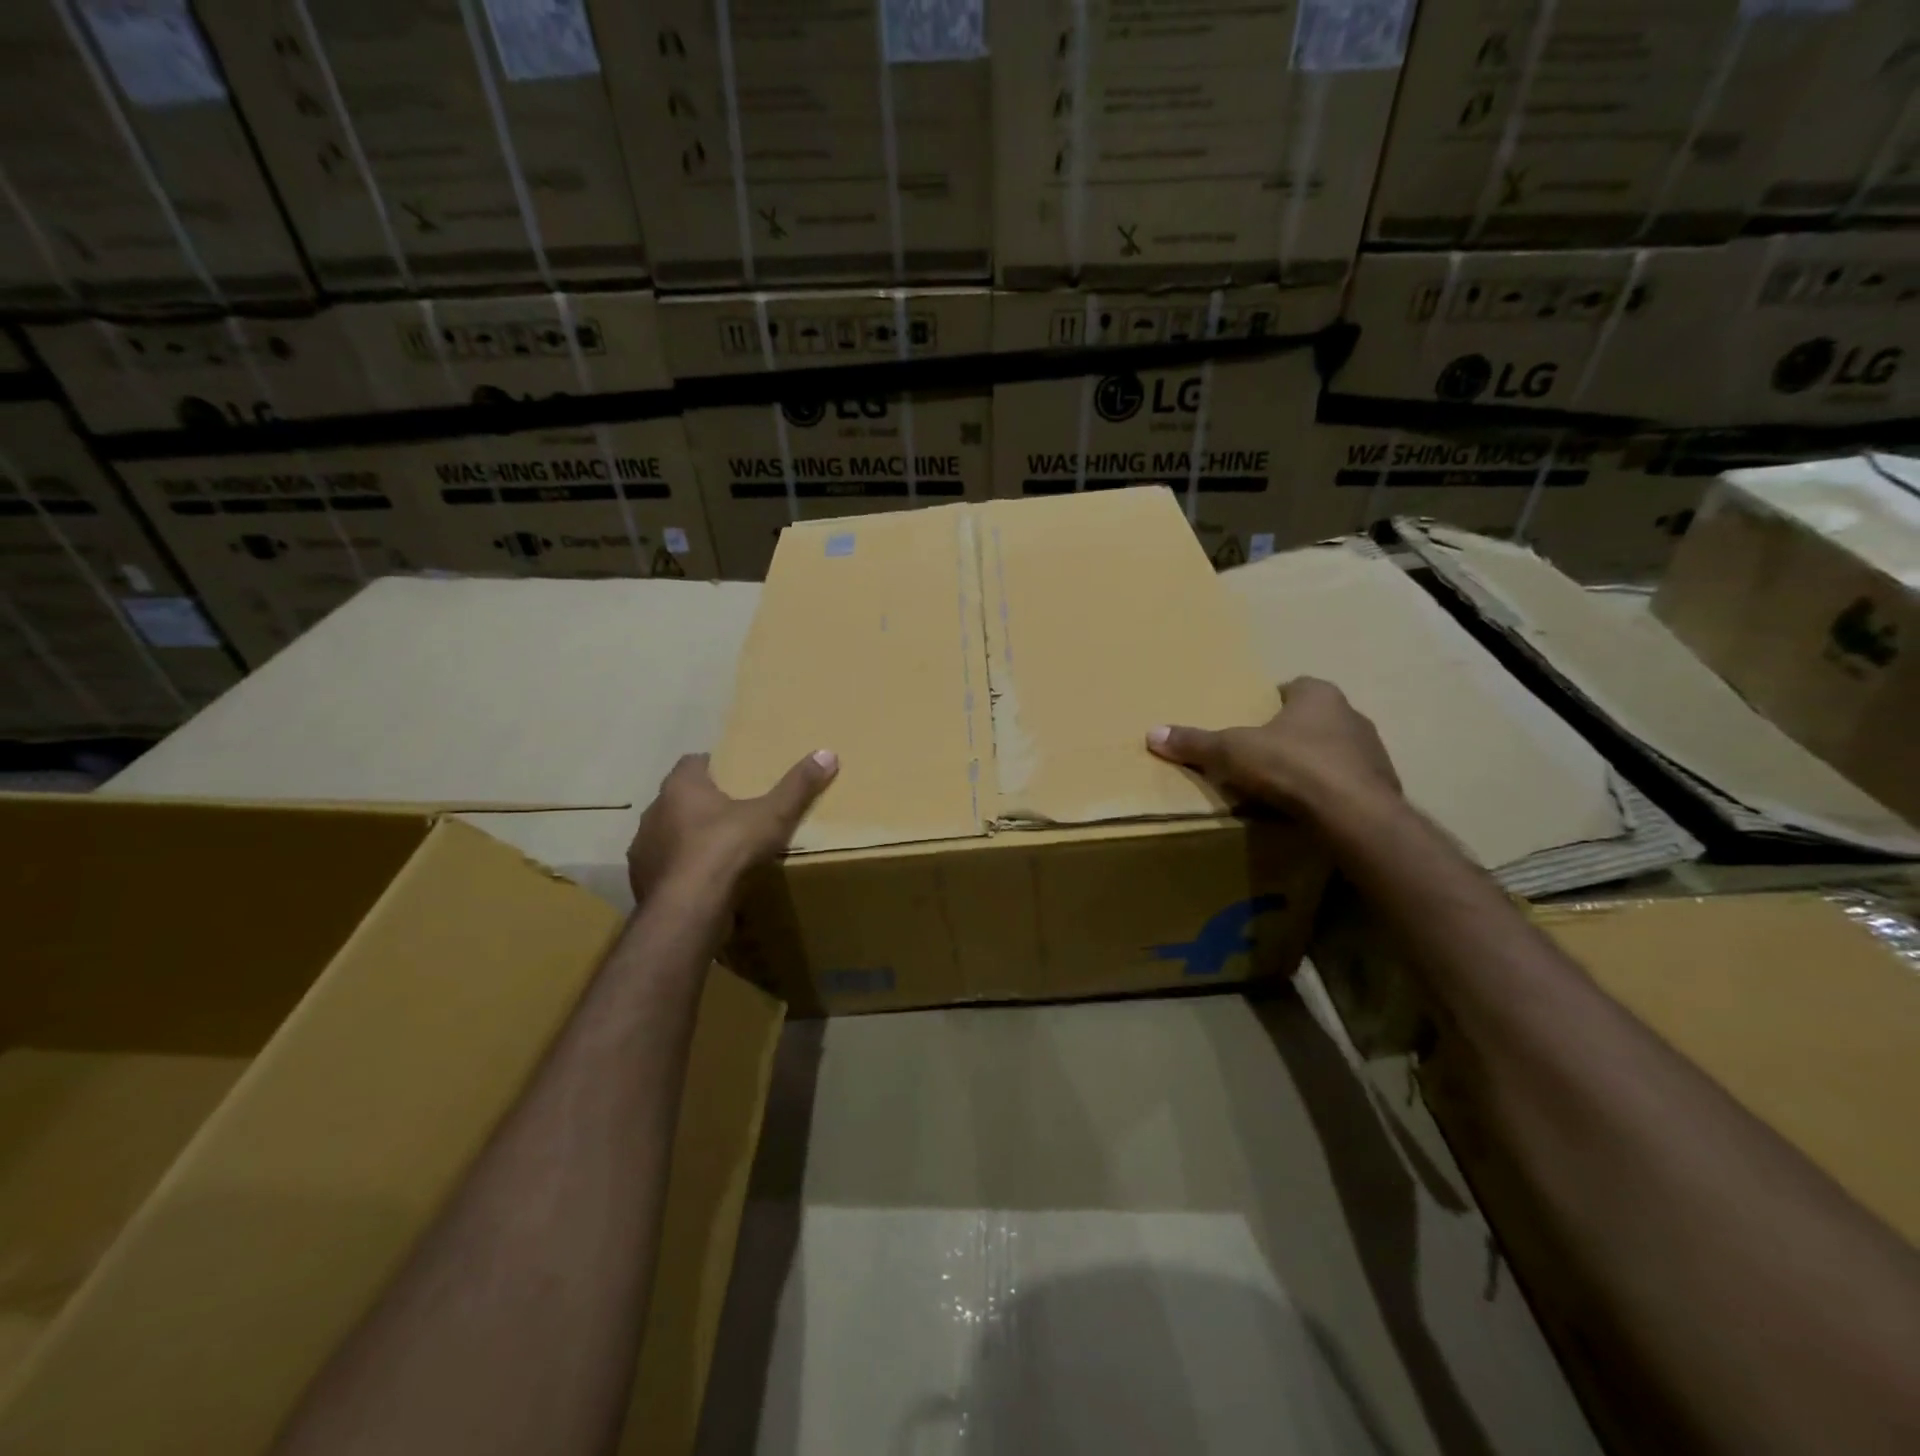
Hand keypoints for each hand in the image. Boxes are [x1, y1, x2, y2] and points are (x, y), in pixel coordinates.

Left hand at [626, 750, 836, 904]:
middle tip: (733, 813)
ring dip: (687, 839)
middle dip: (701, 804)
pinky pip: (665, 869)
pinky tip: (703, 882)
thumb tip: (827, 753)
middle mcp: (655, 812)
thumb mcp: (773, 815)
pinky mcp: (643, 882)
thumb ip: (797, 786)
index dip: (713, 766)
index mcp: (681, 787)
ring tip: (718, 850)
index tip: (734, 775)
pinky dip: (681, 871)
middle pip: (678, 799)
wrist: (689, 909)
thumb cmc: (728, 849)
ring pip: (668, 835)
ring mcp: (644, 849)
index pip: (692, 763)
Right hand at [1147, 677, 1399, 816]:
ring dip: (1315, 762)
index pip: (1296, 686)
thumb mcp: (1232, 752)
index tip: (1254, 720)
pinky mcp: (1382, 786)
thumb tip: (1152, 733)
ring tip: (1285, 785)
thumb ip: (1196, 742)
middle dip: (1293, 732)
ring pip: (1336, 750)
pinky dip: (1332, 791)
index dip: (1274, 701)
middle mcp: (1351, 715)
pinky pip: (1350, 782)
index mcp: (1319, 695)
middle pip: (1316, 718)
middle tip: (1263, 754)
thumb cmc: (1291, 766)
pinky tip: (1311, 808)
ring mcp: (1373, 751)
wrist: (1353, 814)